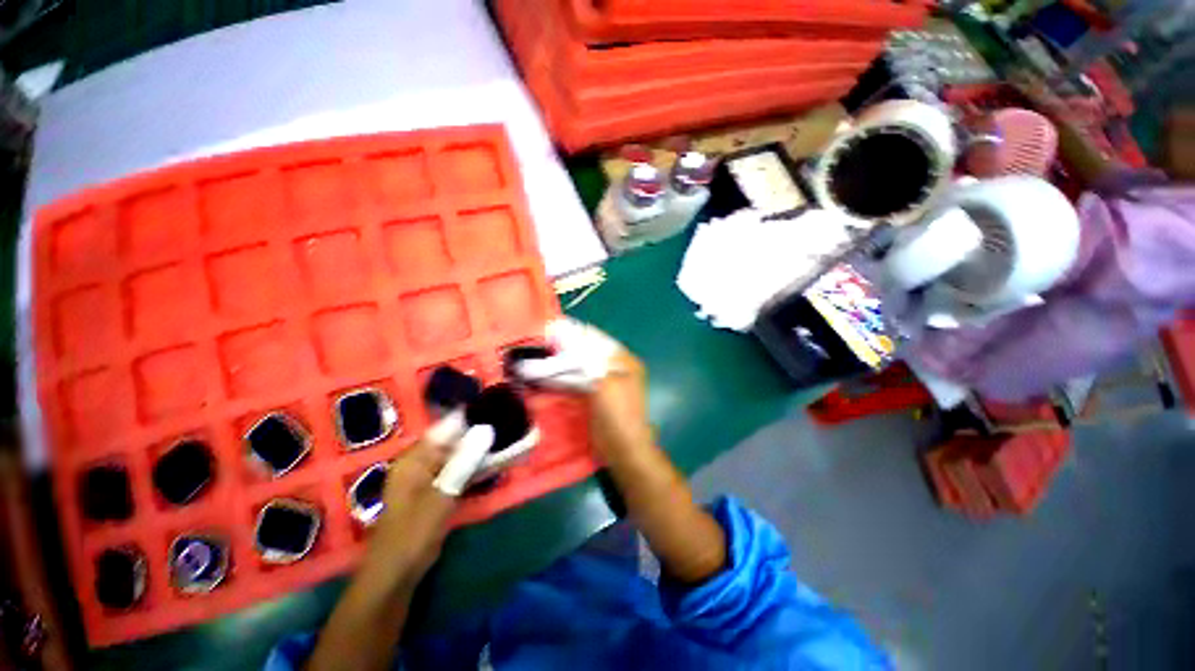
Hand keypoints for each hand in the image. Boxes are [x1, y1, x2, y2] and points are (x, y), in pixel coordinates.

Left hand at [367, 418, 493, 580]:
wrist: (397, 574)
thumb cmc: (413, 532)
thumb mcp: (441, 495)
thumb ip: (464, 461)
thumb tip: (487, 429)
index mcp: (414, 458)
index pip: (446, 427)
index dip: (471, 417)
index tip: (497, 409)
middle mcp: (421, 462)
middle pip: (454, 440)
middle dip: (479, 434)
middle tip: (507, 425)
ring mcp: (429, 478)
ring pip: (459, 456)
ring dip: (480, 451)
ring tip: (507, 440)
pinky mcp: (437, 491)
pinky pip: (459, 471)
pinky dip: (475, 467)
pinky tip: (495, 463)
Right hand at [512, 318, 653, 460]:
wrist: (623, 449)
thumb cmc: (618, 414)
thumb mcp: (603, 382)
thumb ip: (585, 358)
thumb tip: (565, 335)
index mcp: (624, 360)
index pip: (596, 338)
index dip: (574, 333)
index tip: (550, 329)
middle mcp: (615, 367)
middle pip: (586, 351)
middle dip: (564, 348)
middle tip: (540, 344)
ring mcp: (605, 382)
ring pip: (579, 366)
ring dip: (560, 363)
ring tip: (538, 357)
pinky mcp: (594, 395)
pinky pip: (576, 380)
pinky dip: (562, 377)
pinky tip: (545, 376)